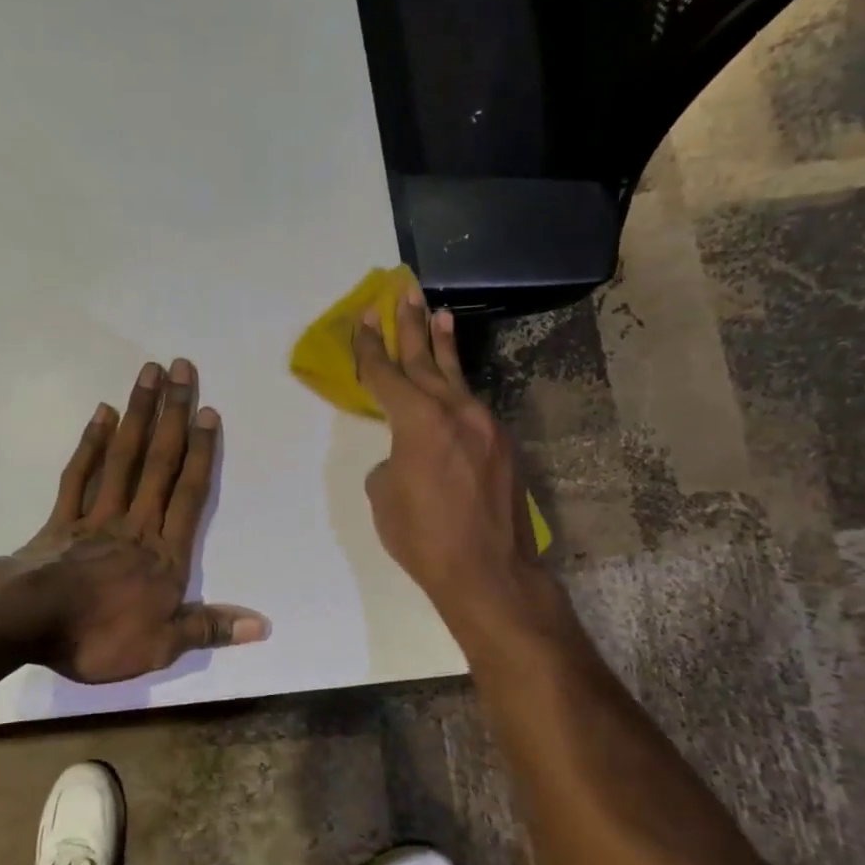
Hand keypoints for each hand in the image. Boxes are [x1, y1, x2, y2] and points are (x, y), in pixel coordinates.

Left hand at [15, 358, 268, 683]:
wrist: (28, 623)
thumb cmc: (99, 636)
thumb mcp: (162, 646)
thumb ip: (209, 628)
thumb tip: (263, 625)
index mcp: (164, 554)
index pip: (190, 494)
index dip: (202, 453)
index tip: (207, 412)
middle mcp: (136, 524)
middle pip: (160, 462)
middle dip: (173, 414)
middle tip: (181, 368)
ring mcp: (96, 516)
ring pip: (123, 458)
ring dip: (138, 414)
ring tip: (148, 373)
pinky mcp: (62, 520)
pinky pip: (80, 474)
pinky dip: (91, 444)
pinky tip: (102, 414)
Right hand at [354, 288, 547, 631]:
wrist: (489, 571)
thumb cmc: (423, 538)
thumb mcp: (385, 497)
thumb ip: (391, 461)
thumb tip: (405, 455)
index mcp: (417, 421)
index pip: (386, 374)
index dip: (370, 346)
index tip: (362, 318)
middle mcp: (454, 411)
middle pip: (425, 360)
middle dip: (410, 325)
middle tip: (402, 292)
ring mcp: (485, 425)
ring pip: (456, 377)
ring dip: (443, 346)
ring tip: (439, 313)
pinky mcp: (502, 444)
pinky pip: (472, 405)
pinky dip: (457, 388)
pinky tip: (452, 384)